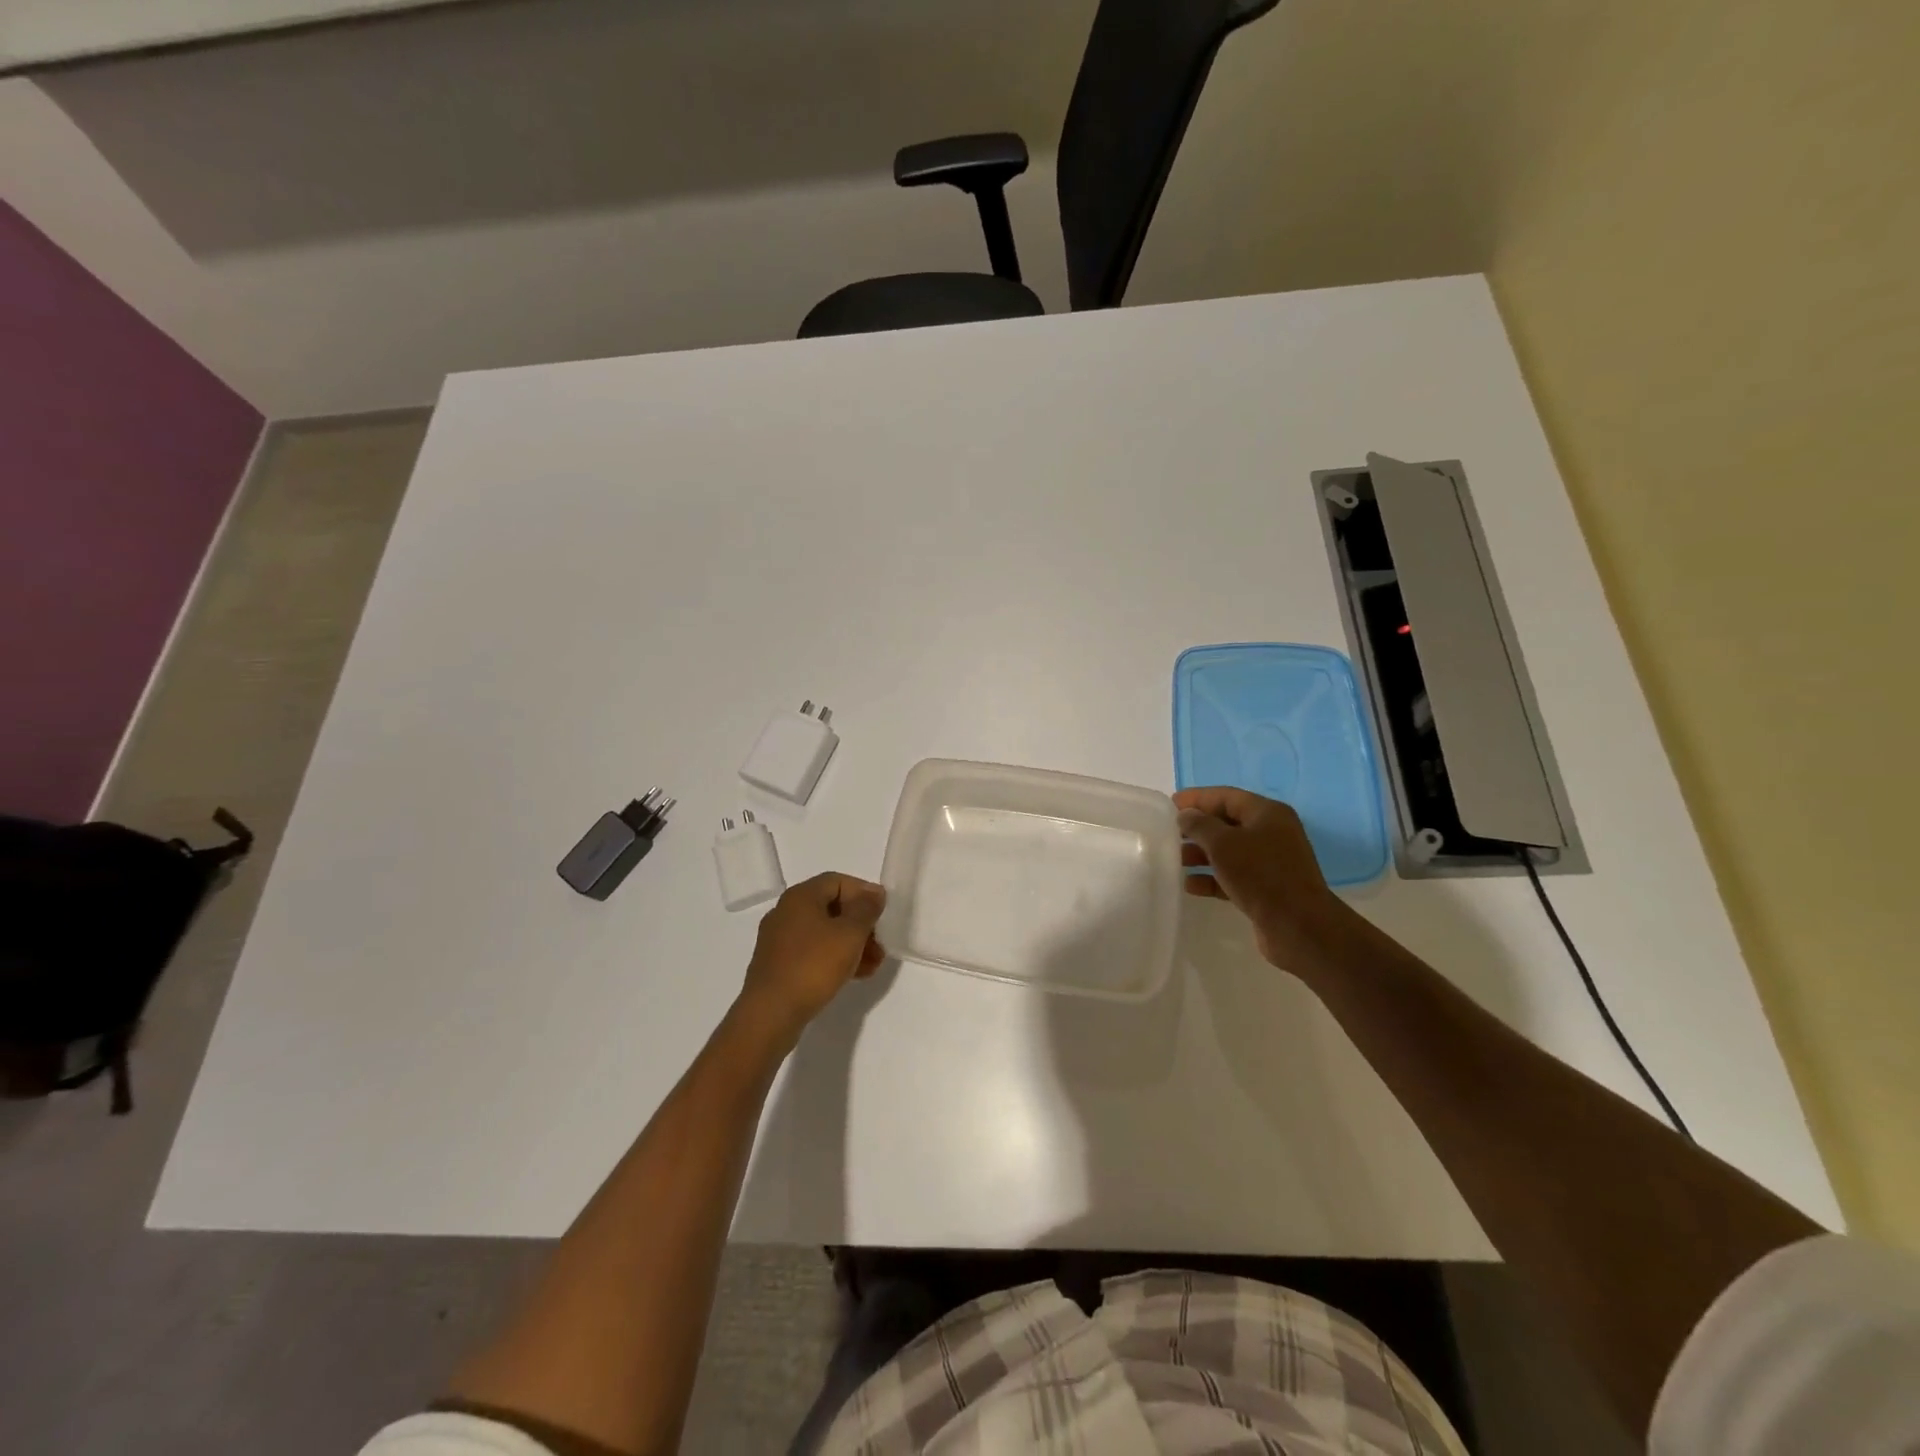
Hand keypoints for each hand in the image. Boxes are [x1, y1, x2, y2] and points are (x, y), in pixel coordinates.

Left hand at [737, 872, 886, 1036]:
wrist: (771, 1013)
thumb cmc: (813, 965)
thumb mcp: (850, 934)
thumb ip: (866, 909)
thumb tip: (874, 893)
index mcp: (800, 897)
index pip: (837, 881)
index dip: (863, 892)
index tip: (883, 912)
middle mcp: (786, 912)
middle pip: (831, 908)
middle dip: (860, 924)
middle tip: (880, 943)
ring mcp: (779, 940)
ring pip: (823, 933)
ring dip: (851, 944)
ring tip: (873, 965)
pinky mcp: (778, 965)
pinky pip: (812, 952)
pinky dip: (834, 958)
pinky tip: (853, 976)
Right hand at [1173, 786, 1350, 973]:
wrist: (1298, 927)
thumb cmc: (1261, 875)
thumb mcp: (1224, 844)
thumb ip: (1200, 825)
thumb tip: (1186, 815)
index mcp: (1267, 814)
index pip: (1226, 796)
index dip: (1197, 798)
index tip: (1169, 804)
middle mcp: (1271, 833)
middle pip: (1227, 823)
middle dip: (1197, 828)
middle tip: (1169, 833)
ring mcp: (1270, 862)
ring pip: (1229, 851)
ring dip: (1201, 854)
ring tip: (1175, 860)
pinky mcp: (1266, 888)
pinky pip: (1233, 876)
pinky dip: (1212, 878)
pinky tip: (1190, 886)